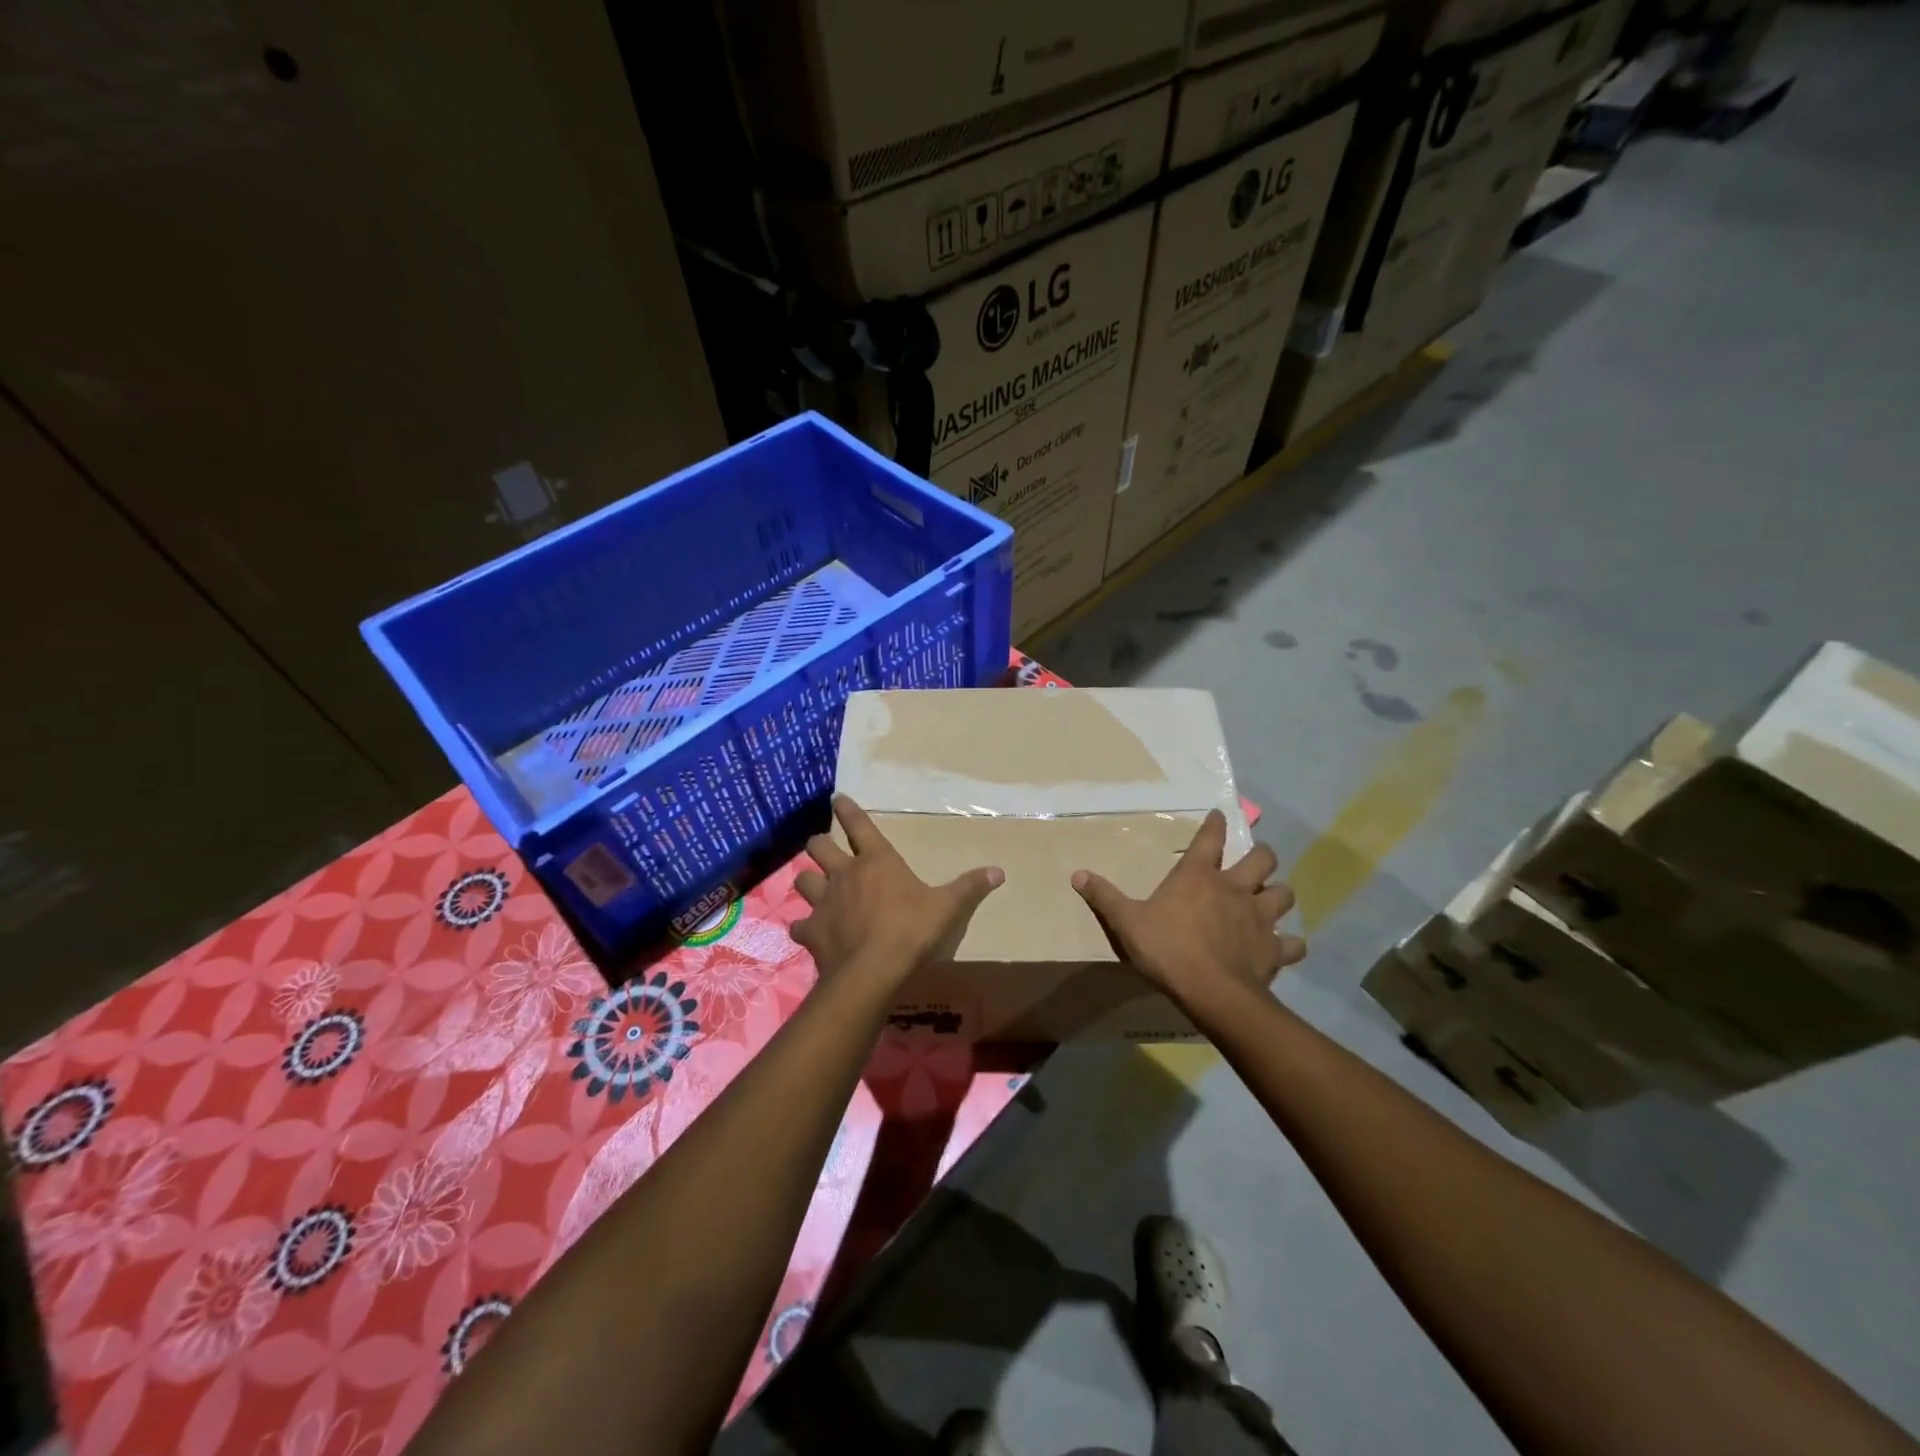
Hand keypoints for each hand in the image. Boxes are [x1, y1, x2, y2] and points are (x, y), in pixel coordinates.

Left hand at [792, 796, 1003, 988]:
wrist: (872, 971)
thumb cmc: (911, 931)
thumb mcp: (946, 908)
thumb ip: (969, 888)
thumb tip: (998, 871)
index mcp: (877, 861)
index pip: (858, 824)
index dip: (847, 809)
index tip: (837, 798)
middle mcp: (844, 874)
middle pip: (818, 847)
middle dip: (819, 844)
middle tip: (823, 848)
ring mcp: (823, 902)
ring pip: (802, 880)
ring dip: (807, 881)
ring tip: (814, 887)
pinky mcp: (811, 931)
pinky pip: (799, 924)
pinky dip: (804, 926)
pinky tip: (809, 932)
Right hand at [1072, 809, 1304, 1002]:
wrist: (1211, 991)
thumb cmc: (1167, 949)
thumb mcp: (1126, 922)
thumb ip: (1104, 897)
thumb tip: (1077, 874)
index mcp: (1198, 876)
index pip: (1210, 838)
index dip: (1215, 824)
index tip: (1219, 815)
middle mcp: (1235, 888)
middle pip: (1262, 859)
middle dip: (1262, 855)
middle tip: (1257, 860)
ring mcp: (1259, 917)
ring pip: (1284, 894)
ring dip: (1279, 894)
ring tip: (1272, 899)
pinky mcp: (1275, 948)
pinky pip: (1293, 943)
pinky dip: (1291, 943)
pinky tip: (1286, 946)